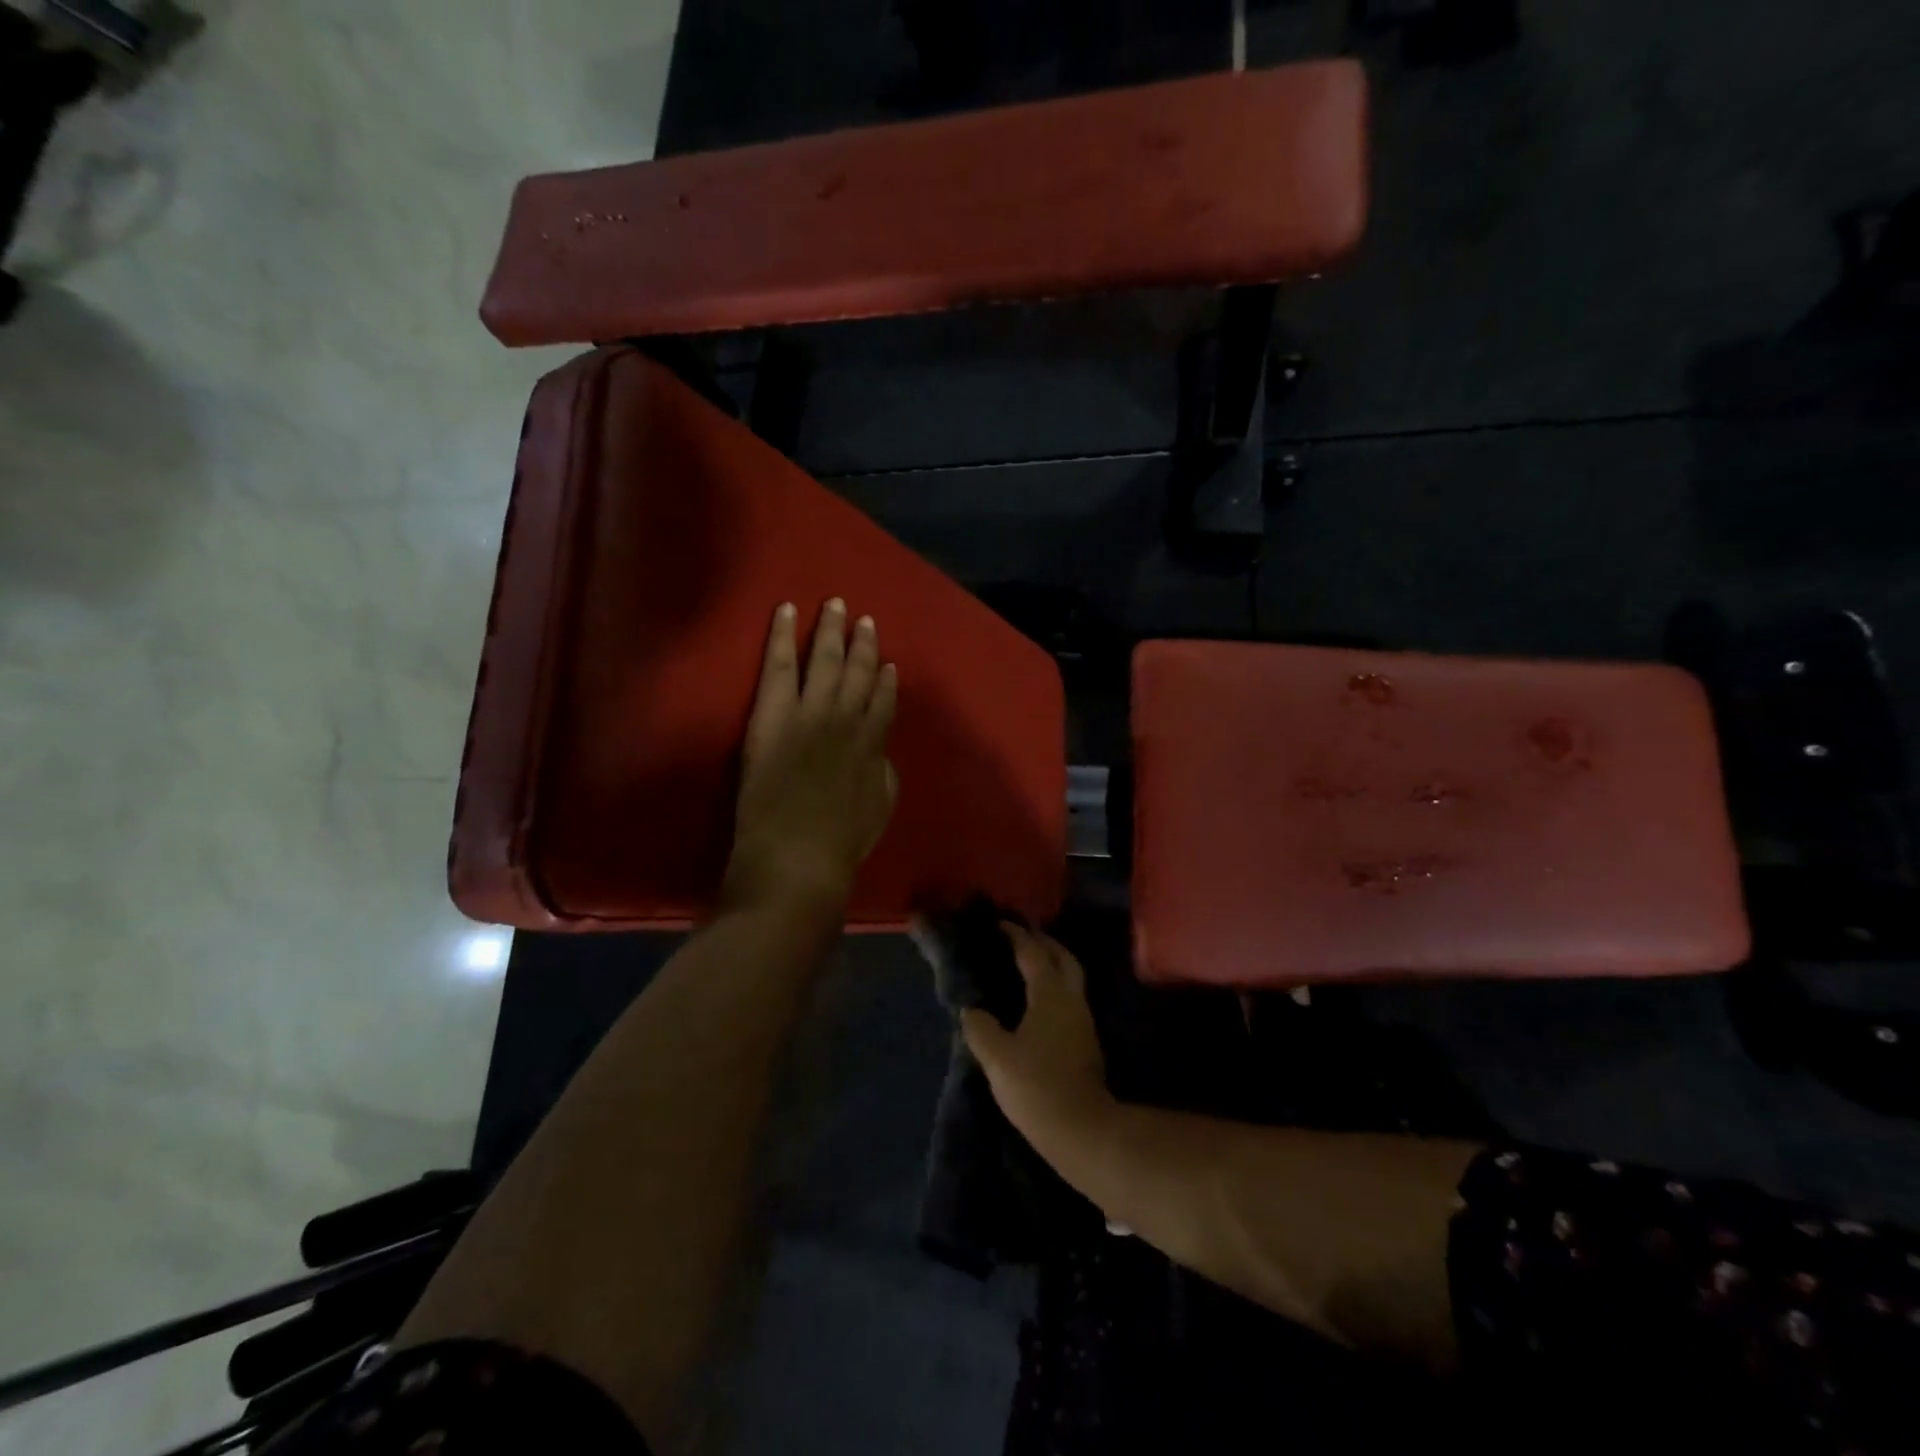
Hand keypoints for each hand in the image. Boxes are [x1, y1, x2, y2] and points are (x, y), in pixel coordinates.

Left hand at [724, 599, 898, 917]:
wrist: (798, 858)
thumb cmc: (840, 845)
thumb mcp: (878, 809)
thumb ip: (881, 774)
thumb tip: (878, 754)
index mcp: (872, 746)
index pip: (883, 703)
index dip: (887, 681)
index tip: (889, 664)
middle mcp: (848, 720)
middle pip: (859, 672)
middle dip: (863, 644)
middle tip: (865, 619)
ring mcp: (811, 713)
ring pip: (825, 659)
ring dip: (831, 630)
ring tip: (836, 604)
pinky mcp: (774, 714)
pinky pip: (780, 665)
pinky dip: (783, 635)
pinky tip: (787, 610)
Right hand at [960, 924, 1109, 1137]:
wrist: (1083, 1130)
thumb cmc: (1038, 1086)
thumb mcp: (997, 1057)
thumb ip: (980, 1027)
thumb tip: (971, 1010)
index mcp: (1050, 994)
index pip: (1033, 952)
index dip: (1016, 935)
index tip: (999, 924)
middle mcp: (1071, 999)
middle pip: (1062, 958)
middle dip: (1042, 943)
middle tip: (1019, 937)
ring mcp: (1082, 1020)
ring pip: (1069, 978)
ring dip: (1051, 964)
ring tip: (1025, 965)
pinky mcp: (1085, 1040)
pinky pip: (1068, 998)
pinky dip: (1052, 987)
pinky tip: (1034, 1000)